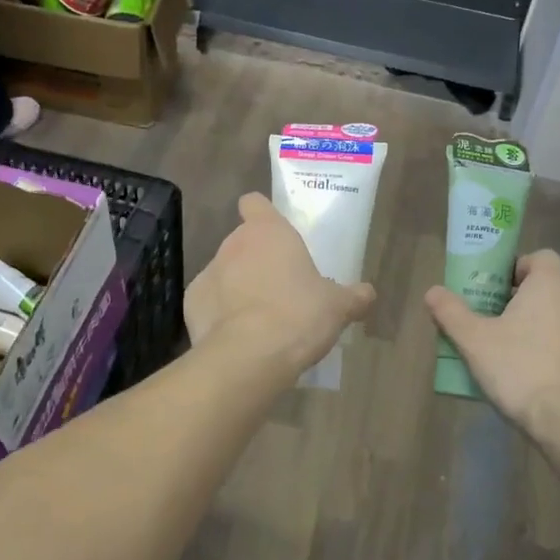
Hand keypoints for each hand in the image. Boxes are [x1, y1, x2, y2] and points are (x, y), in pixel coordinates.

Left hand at [185, 194, 374, 378]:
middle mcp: (234, 244)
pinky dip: (220, 314)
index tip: (274, 232)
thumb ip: (354, 296)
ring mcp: (208, 272)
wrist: (249, 356)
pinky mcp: (191, 303)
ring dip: (238, 287)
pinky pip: (209, 302)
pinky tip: (238, 336)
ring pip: (225, 273)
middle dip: (257, 261)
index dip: (262, 213)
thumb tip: (368, 294)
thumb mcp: (338, 307)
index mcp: (268, 232)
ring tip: (259, 319)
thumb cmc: (299, 315)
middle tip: (281, 289)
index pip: (255, 203)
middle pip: (242, 242)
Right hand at [426, 250, 559, 439]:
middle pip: (551, 289)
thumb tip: (432, 291)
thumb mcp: (475, 342)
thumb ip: (452, 313)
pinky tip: (543, 380)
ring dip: (545, 328)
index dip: (518, 269)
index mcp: (551, 284)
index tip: (497, 291)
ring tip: (518, 355)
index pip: (540, 258)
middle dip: (526, 302)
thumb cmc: (522, 370)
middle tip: (498, 325)